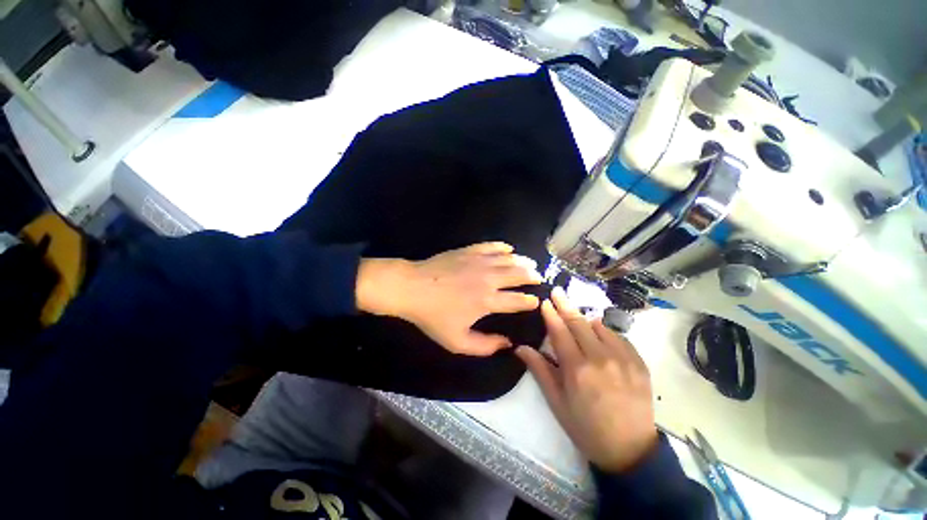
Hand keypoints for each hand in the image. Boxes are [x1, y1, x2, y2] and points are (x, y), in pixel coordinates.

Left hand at [357, 242, 542, 355]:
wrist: (412, 288)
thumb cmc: (433, 316)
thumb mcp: (457, 341)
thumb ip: (485, 346)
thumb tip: (507, 344)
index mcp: (487, 301)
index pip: (517, 300)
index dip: (529, 301)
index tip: (536, 301)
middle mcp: (489, 279)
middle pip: (518, 275)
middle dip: (532, 276)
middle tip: (539, 277)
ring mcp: (479, 262)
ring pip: (509, 259)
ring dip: (523, 261)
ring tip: (531, 264)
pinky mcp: (469, 251)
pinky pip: (492, 246)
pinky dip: (503, 247)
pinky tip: (509, 249)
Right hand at [516, 287, 657, 472]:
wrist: (630, 450)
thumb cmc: (585, 427)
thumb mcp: (557, 402)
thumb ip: (539, 370)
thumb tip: (520, 348)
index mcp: (577, 369)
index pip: (560, 331)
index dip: (551, 314)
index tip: (545, 300)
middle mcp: (601, 358)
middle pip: (579, 323)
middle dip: (565, 305)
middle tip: (557, 291)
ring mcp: (623, 358)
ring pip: (599, 326)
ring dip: (585, 320)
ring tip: (577, 320)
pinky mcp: (639, 362)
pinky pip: (618, 336)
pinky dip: (606, 332)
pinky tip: (600, 337)